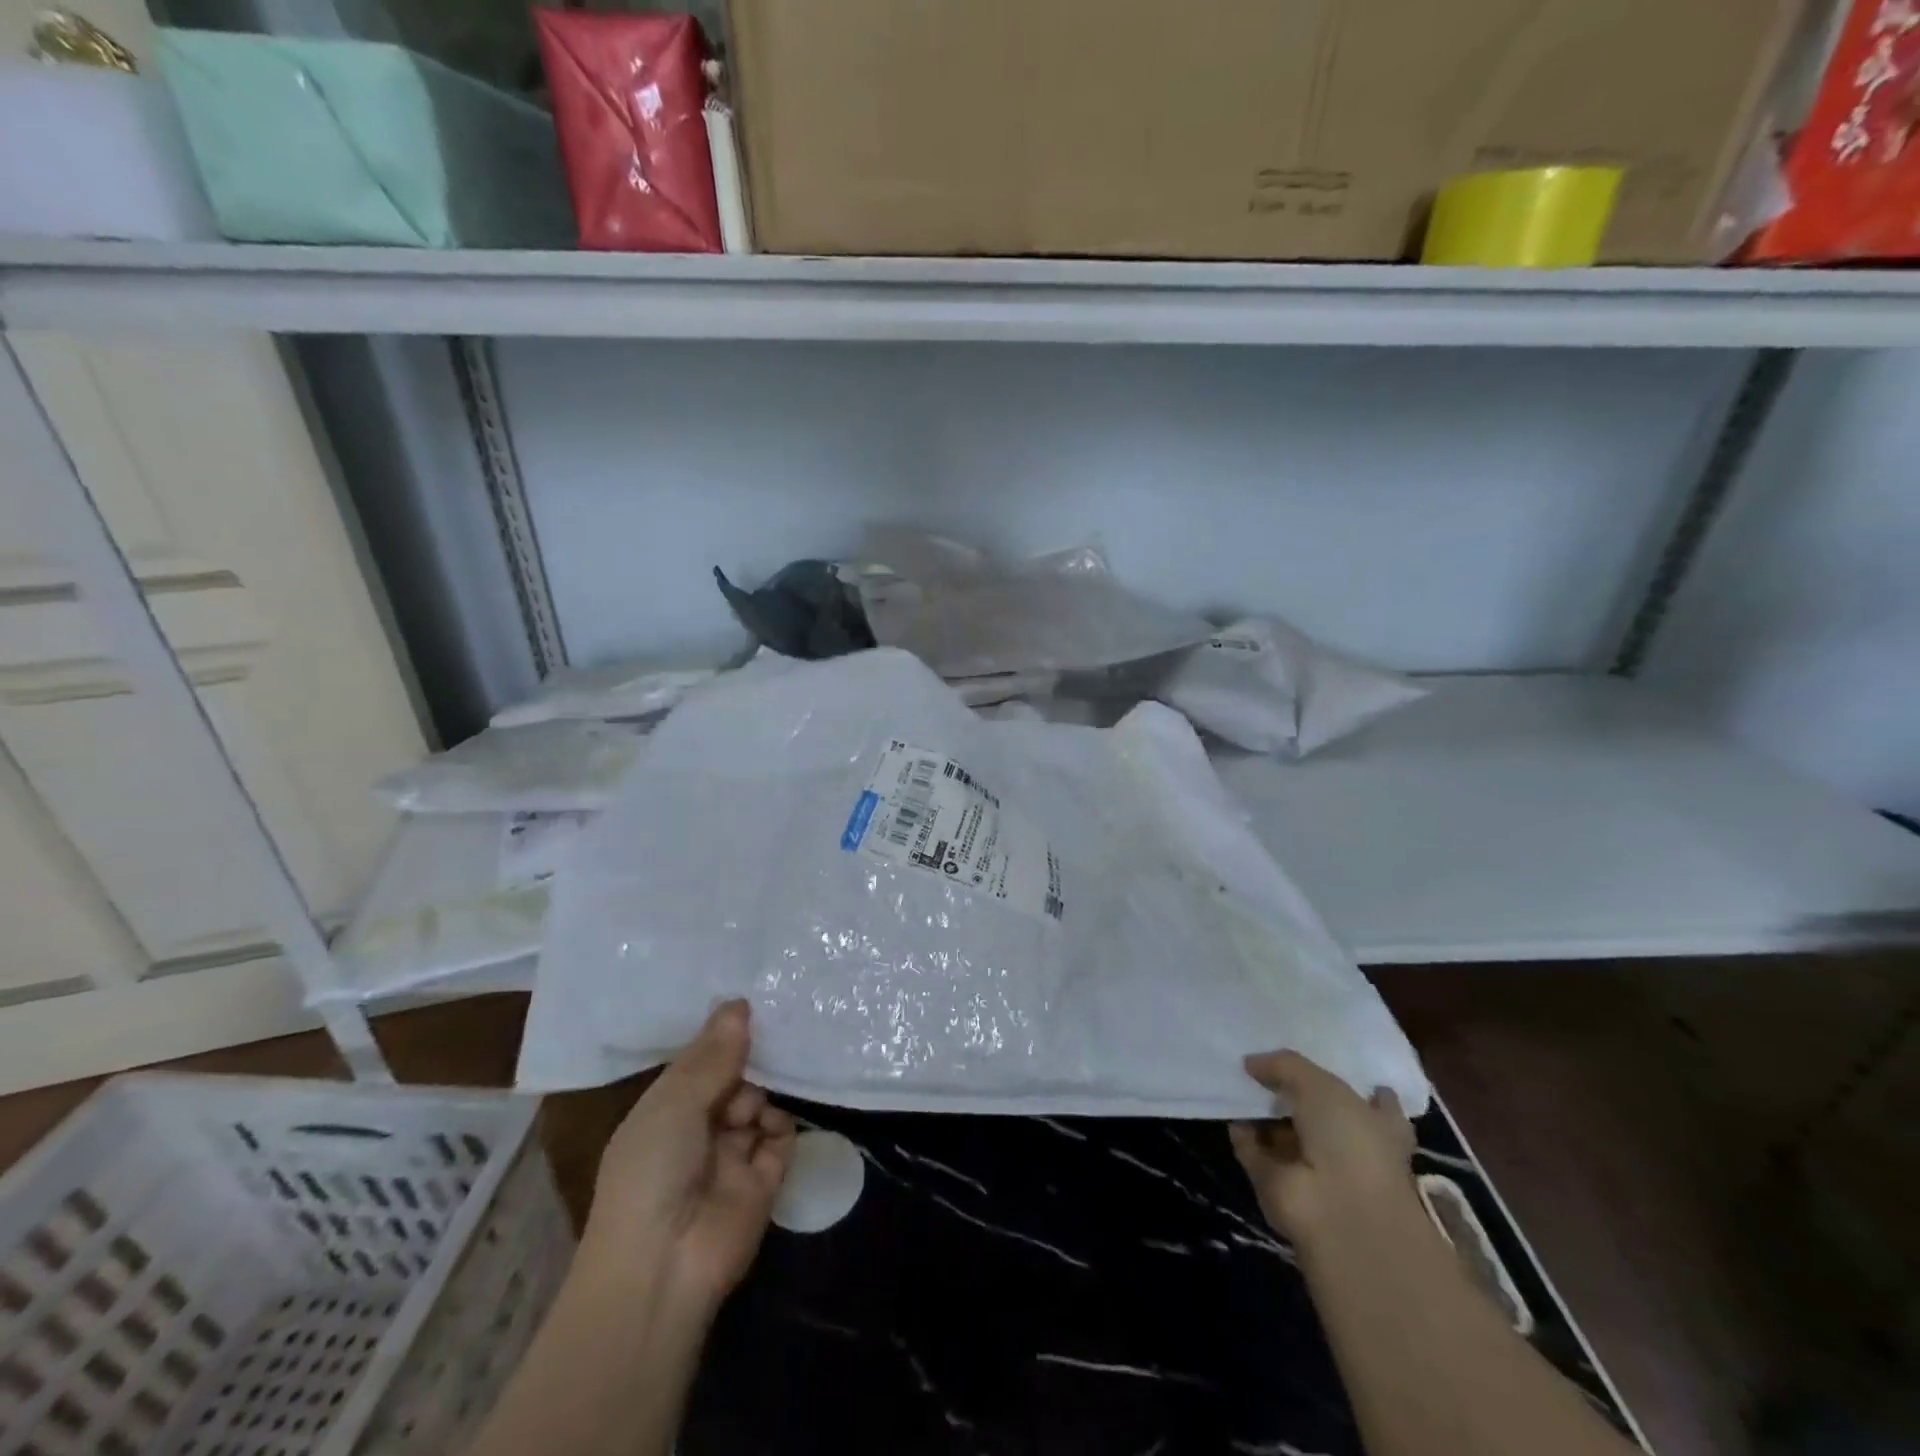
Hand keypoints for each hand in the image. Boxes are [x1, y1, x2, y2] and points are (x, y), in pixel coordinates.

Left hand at [580, 999, 795, 1310]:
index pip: (699, 1064)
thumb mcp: (673, 1102)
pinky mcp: (764, 1181)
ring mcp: (732, 1157)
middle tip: (773, 1031)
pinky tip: (772, 1123)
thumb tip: (740, 1002)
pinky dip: (781, 1125)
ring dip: (763, 1093)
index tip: (750, 1001)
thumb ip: (713, 1055)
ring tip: (754, 1102)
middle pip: (733, 1081)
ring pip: (759, 1105)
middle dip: (749, 1060)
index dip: (720, 1037)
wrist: (662, 1268)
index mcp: (665, 1111)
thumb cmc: (650, 1172)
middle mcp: (699, 1130)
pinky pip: (780, 1138)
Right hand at [1229, 1050, 1415, 1242]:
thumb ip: (1285, 1065)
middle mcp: (1348, 1149)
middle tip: (1264, 1065)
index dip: (1366, 1090)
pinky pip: (1254, 1150)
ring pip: (1284, 1133)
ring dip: (1263, 1112)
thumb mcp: (1320, 1085)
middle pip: (1320, 1116)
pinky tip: (1228, 1109)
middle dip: (1294, 1093)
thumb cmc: (1350, 1142)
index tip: (1343, 1069)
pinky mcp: (1278, 1184)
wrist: (1337, 1213)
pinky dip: (1241, 1133)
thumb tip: (1252, 1062)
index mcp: (1378, 1127)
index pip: (1379, 1105)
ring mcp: (1312, 1169)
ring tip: (1237, 1079)